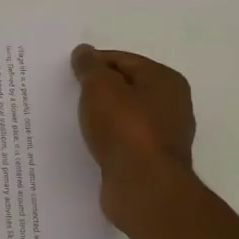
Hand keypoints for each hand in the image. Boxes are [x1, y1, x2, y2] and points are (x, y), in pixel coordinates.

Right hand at [71, 44, 197, 231]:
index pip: (123, 60)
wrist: (144, 187)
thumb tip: (84, 51)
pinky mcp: (151, 160)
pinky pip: (123, 140)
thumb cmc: (125, 129)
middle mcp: (171, 104)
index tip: (67, 73)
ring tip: (72, 119)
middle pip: (126, 87)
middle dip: (97, 89)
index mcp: (165, 80)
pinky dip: (106, 138)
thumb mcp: (100, 88)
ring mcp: (163, 135)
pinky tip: (87, 142)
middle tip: (67, 94)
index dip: (93, 63)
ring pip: (124, 115)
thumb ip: (90, 67)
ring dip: (100, 116)